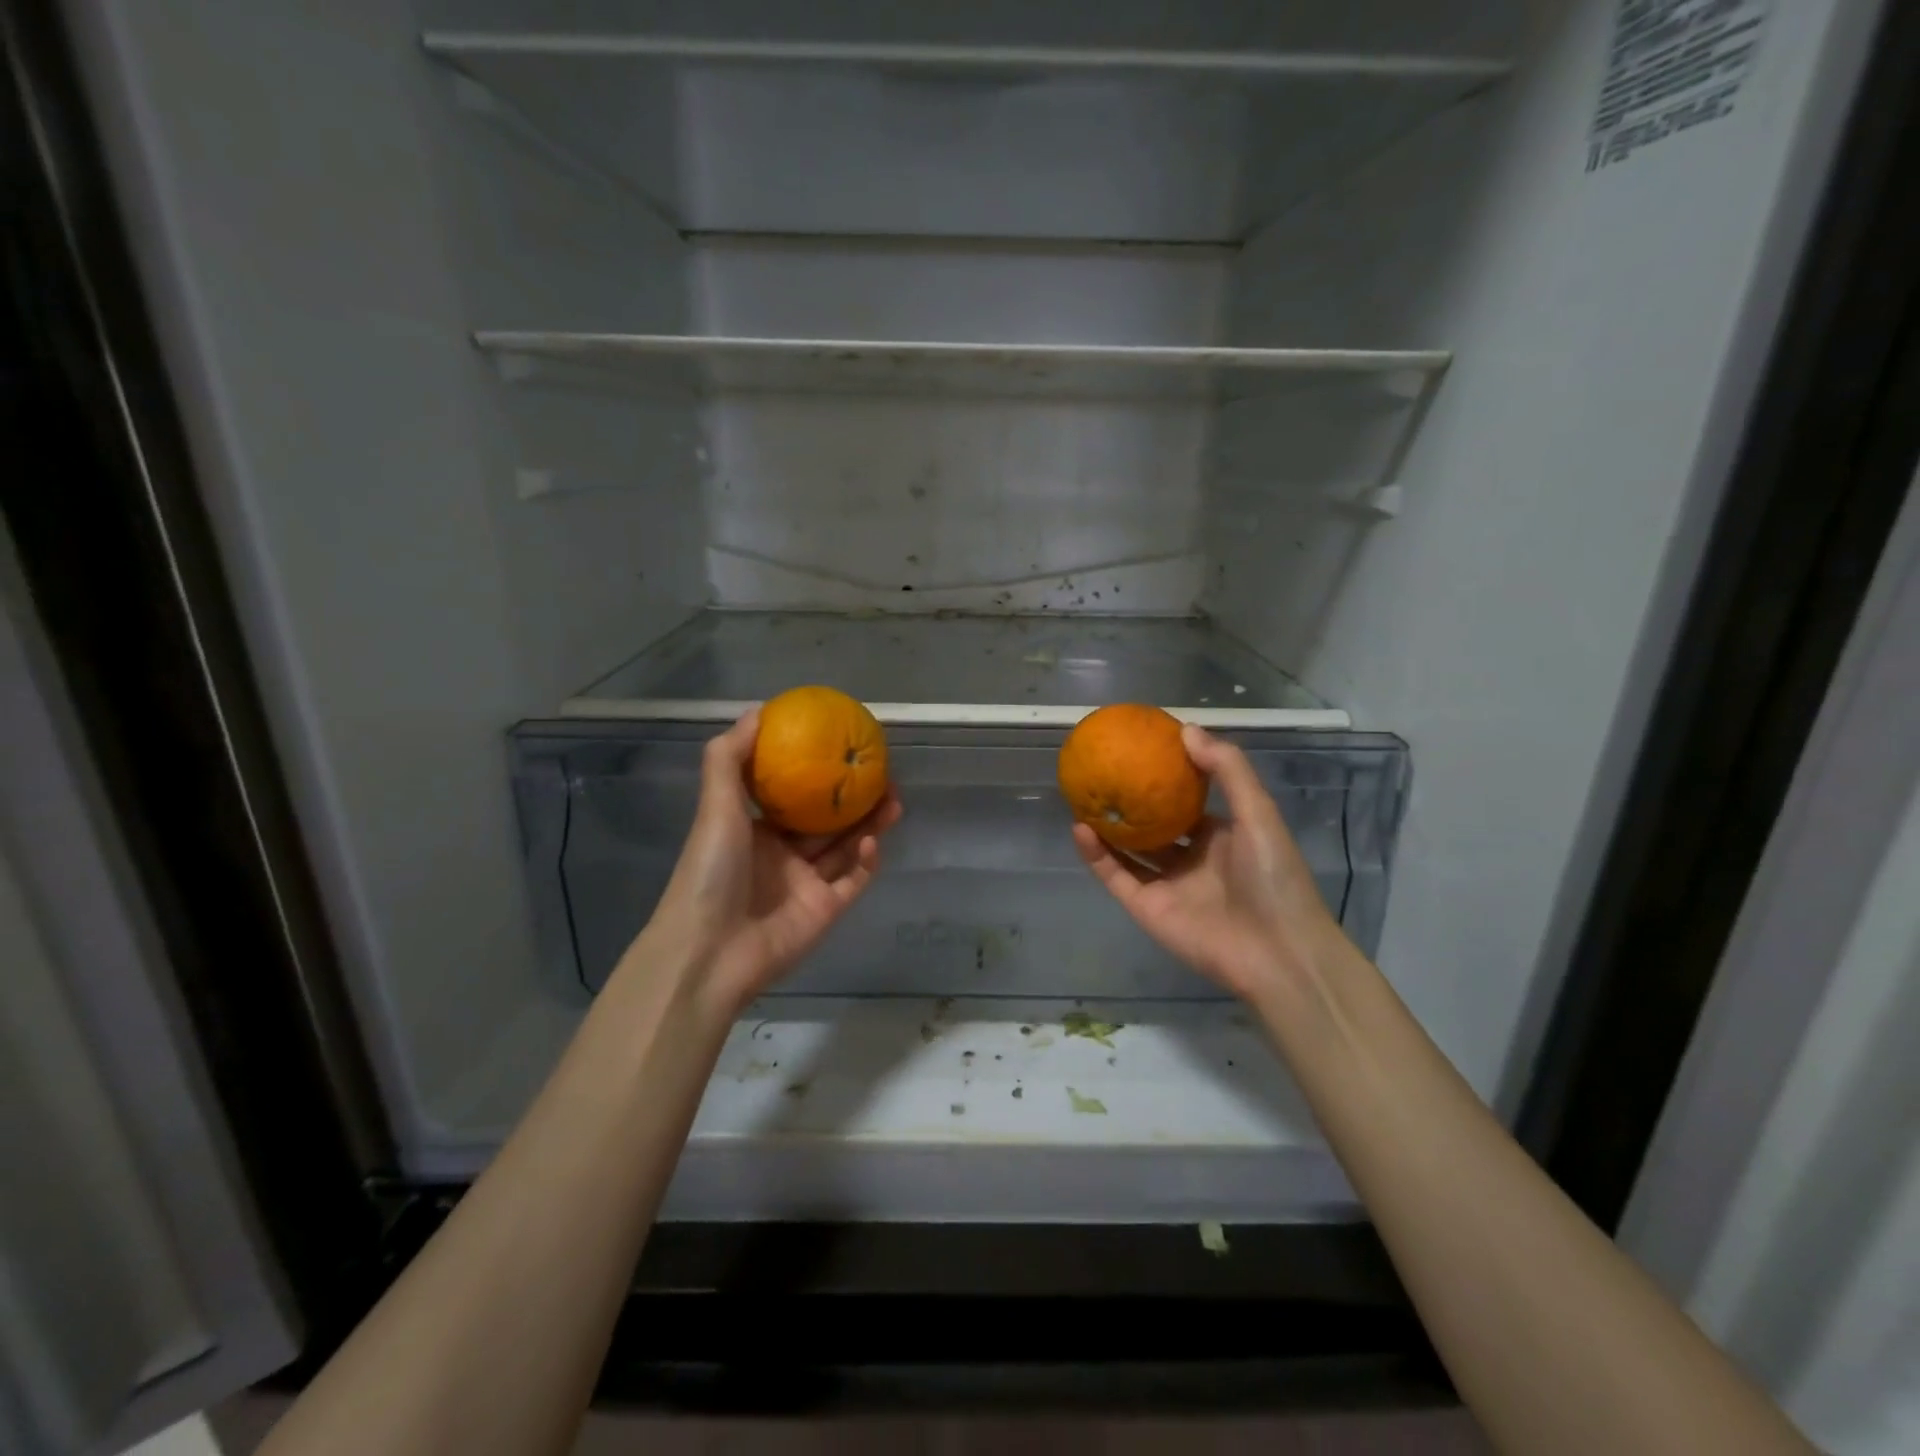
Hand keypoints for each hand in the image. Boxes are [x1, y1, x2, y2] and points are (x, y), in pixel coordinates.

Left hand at [623, 709, 902, 1020]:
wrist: (709, 950)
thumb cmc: (711, 870)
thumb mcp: (715, 806)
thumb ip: (729, 758)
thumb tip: (757, 711)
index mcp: (756, 832)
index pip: (794, 798)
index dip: (818, 775)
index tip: (841, 749)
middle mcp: (783, 856)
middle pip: (828, 822)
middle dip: (855, 798)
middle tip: (881, 773)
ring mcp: (806, 885)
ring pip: (846, 848)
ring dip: (870, 824)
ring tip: (893, 799)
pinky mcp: (826, 911)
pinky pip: (853, 880)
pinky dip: (866, 860)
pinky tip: (873, 841)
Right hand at [1073, 724, 1352, 999]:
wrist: (1277, 952)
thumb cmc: (1273, 877)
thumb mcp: (1258, 813)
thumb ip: (1227, 770)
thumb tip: (1187, 729)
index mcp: (1221, 837)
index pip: (1188, 804)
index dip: (1168, 779)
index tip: (1143, 751)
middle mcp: (1191, 859)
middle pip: (1153, 826)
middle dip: (1131, 803)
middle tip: (1104, 772)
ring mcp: (1166, 885)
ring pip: (1128, 851)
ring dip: (1106, 827)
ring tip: (1081, 796)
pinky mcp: (1146, 908)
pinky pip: (1115, 875)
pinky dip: (1096, 854)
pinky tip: (1079, 827)